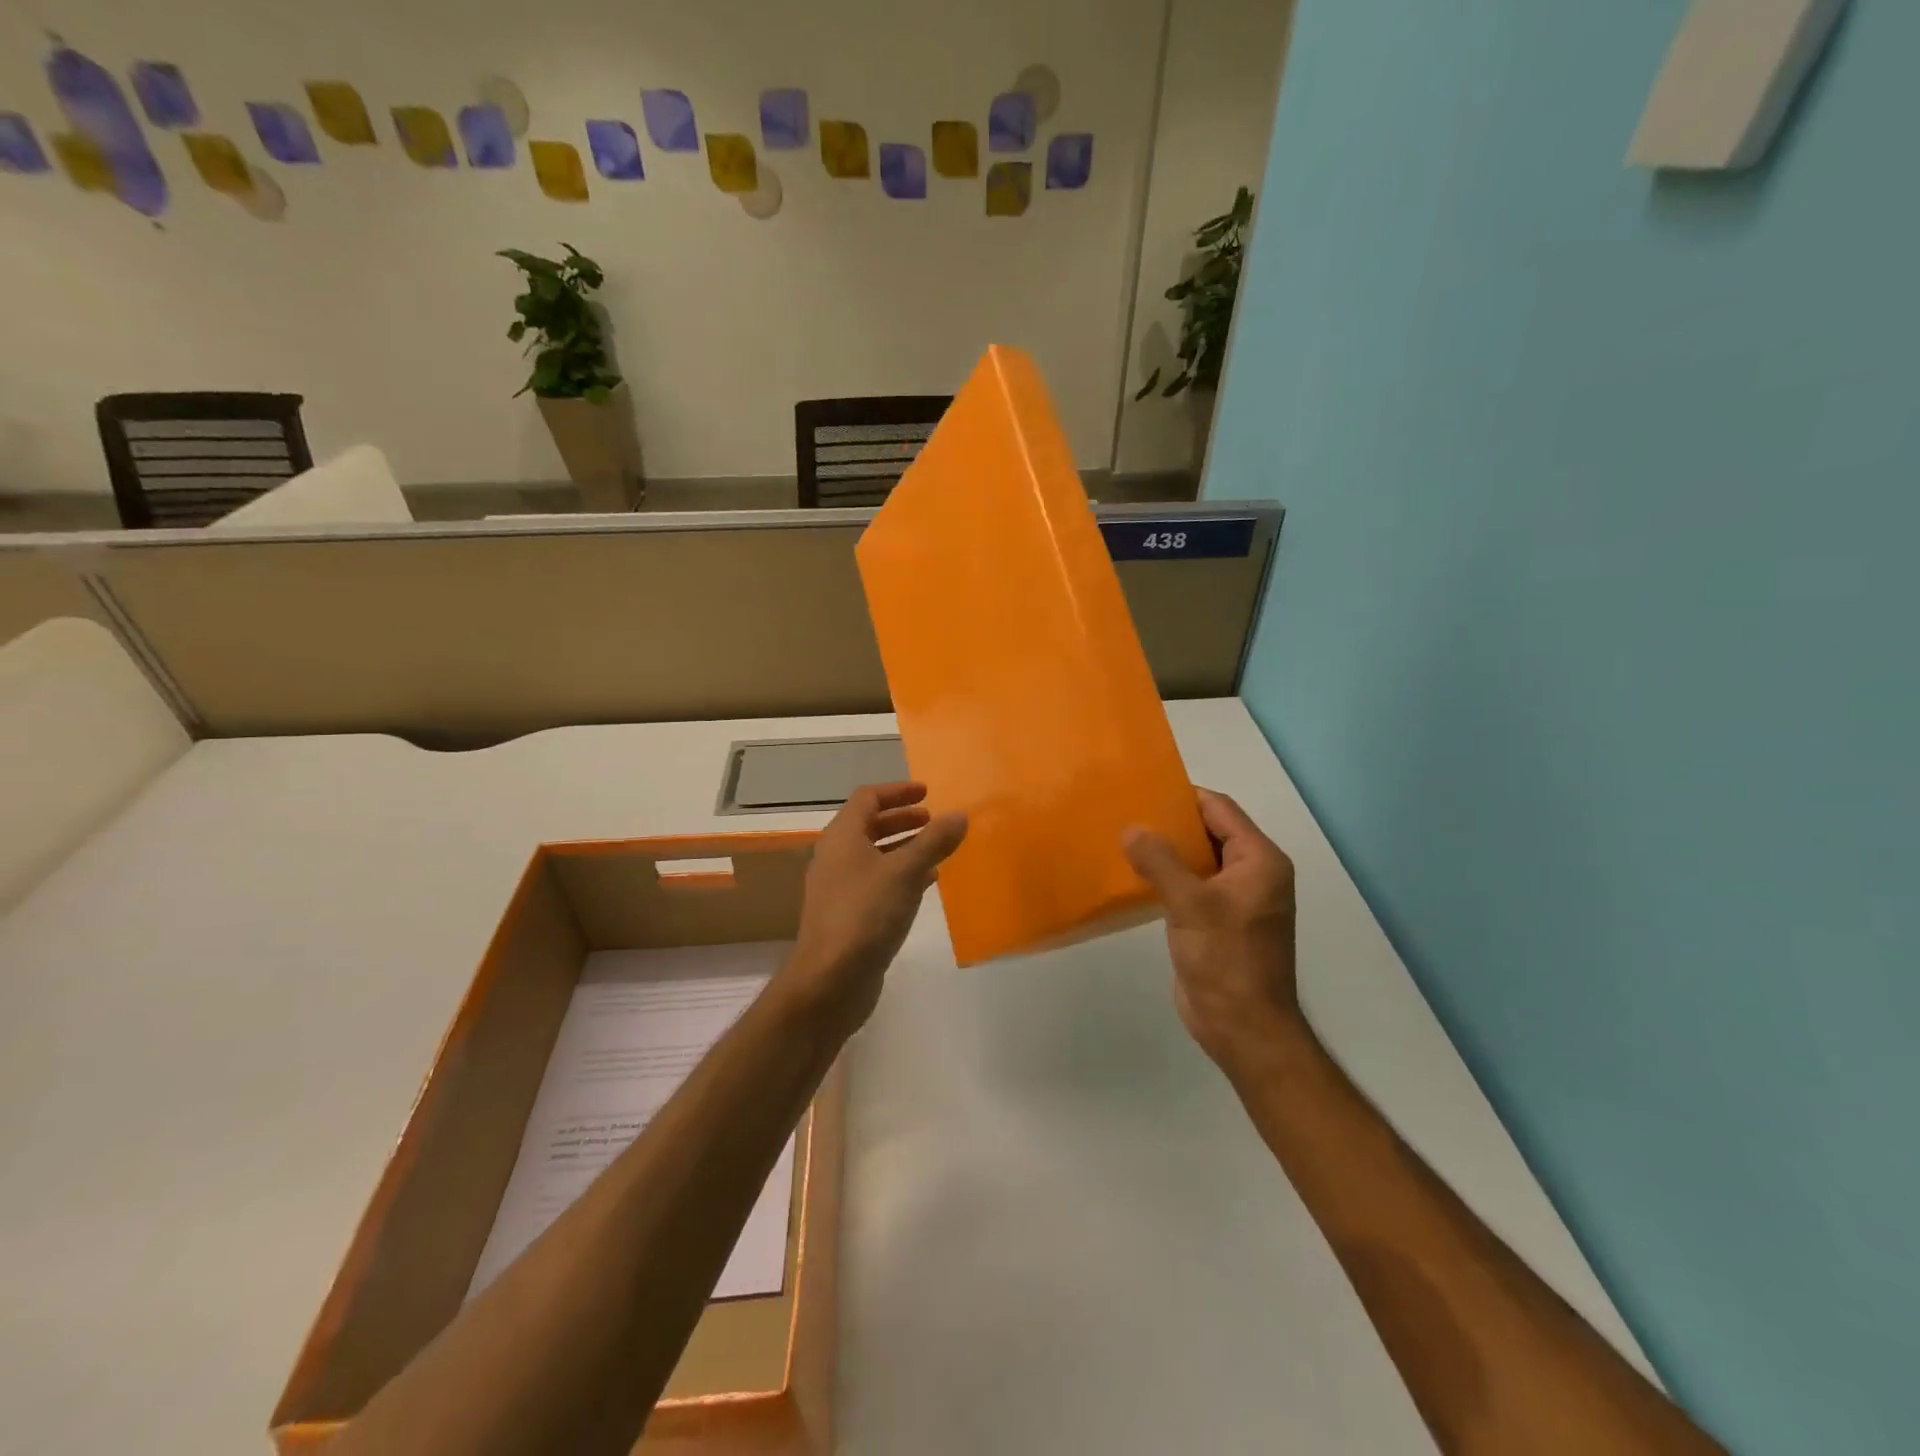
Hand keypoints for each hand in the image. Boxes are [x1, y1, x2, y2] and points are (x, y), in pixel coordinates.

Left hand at [781, 783, 967, 1035]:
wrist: (830, 979)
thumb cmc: (866, 914)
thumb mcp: (906, 872)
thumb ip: (934, 842)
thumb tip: (960, 814)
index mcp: (842, 836)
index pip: (867, 798)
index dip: (898, 791)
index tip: (927, 792)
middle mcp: (835, 857)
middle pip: (868, 825)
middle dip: (902, 819)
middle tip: (933, 820)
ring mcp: (838, 888)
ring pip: (873, 856)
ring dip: (903, 848)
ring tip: (936, 850)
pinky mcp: (846, 915)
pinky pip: (875, 882)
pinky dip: (900, 875)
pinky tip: (925, 884)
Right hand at [1123, 788, 1303, 1076]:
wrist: (1243, 1028)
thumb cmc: (1226, 960)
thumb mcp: (1191, 905)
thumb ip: (1160, 862)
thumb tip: (1130, 828)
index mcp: (1260, 861)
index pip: (1220, 810)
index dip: (1184, 797)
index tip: (1144, 789)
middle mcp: (1252, 874)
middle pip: (1209, 832)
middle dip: (1170, 823)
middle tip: (1127, 812)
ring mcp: (1235, 900)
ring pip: (1197, 860)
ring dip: (1165, 851)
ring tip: (1123, 839)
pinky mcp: (1217, 922)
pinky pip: (1190, 886)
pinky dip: (1166, 877)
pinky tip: (1134, 875)